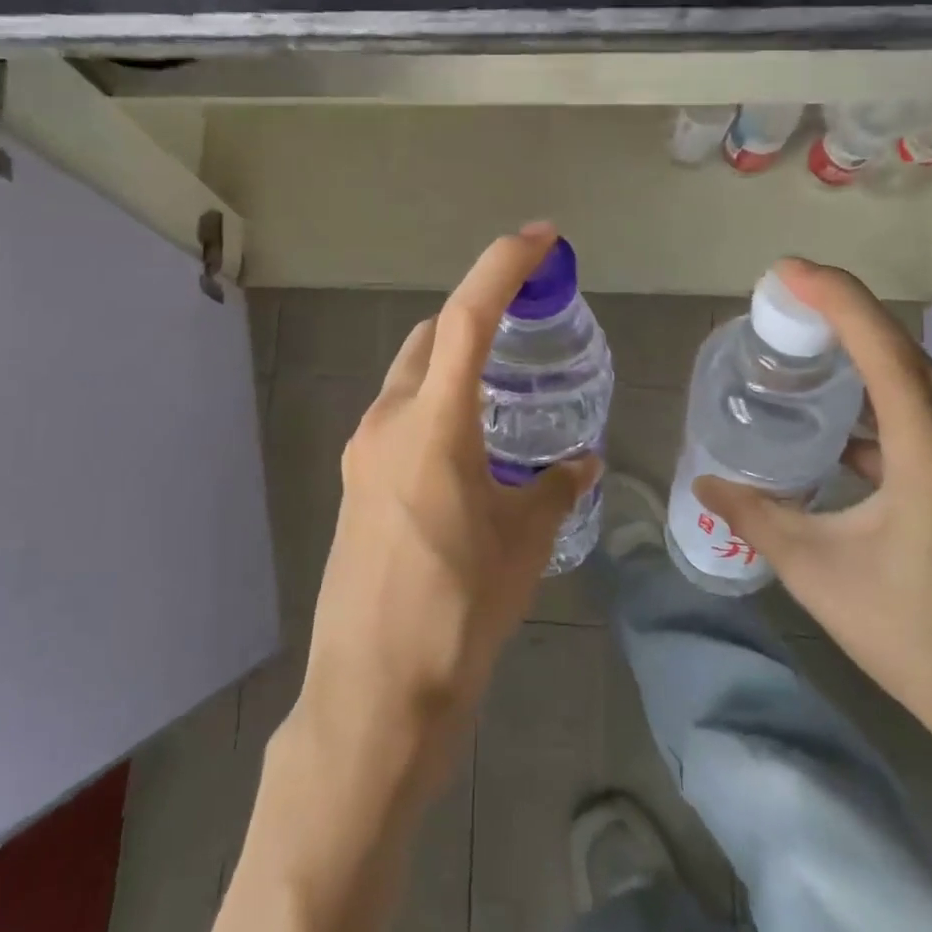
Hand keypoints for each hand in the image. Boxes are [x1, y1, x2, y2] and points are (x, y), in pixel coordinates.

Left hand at [294, 223, 601, 791]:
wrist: (375, 693)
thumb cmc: (457, 613)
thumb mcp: (523, 544)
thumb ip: (553, 489)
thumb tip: (576, 462)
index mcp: (432, 423)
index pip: (467, 316)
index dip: (504, 265)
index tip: (541, 237)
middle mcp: (387, 422)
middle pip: (430, 337)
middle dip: (476, 317)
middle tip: (527, 328)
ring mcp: (362, 452)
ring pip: (411, 377)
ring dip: (453, 365)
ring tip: (505, 393)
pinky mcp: (355, 483)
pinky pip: (399, 419)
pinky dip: (435, 406)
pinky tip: (469, 448)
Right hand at [693, 259, 931, 784]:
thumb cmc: (920, 635)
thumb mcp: (818, 573)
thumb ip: (756, 517)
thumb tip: (706, 485)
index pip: (883, 347)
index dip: (835, 298)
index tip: (786, 272)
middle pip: (902, 354)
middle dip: (842, 318)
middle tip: (781, 308)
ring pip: (918, 385)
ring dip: (862, 360)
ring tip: (803, 355)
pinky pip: (929, 419)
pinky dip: (881, 404)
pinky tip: (840, 427)